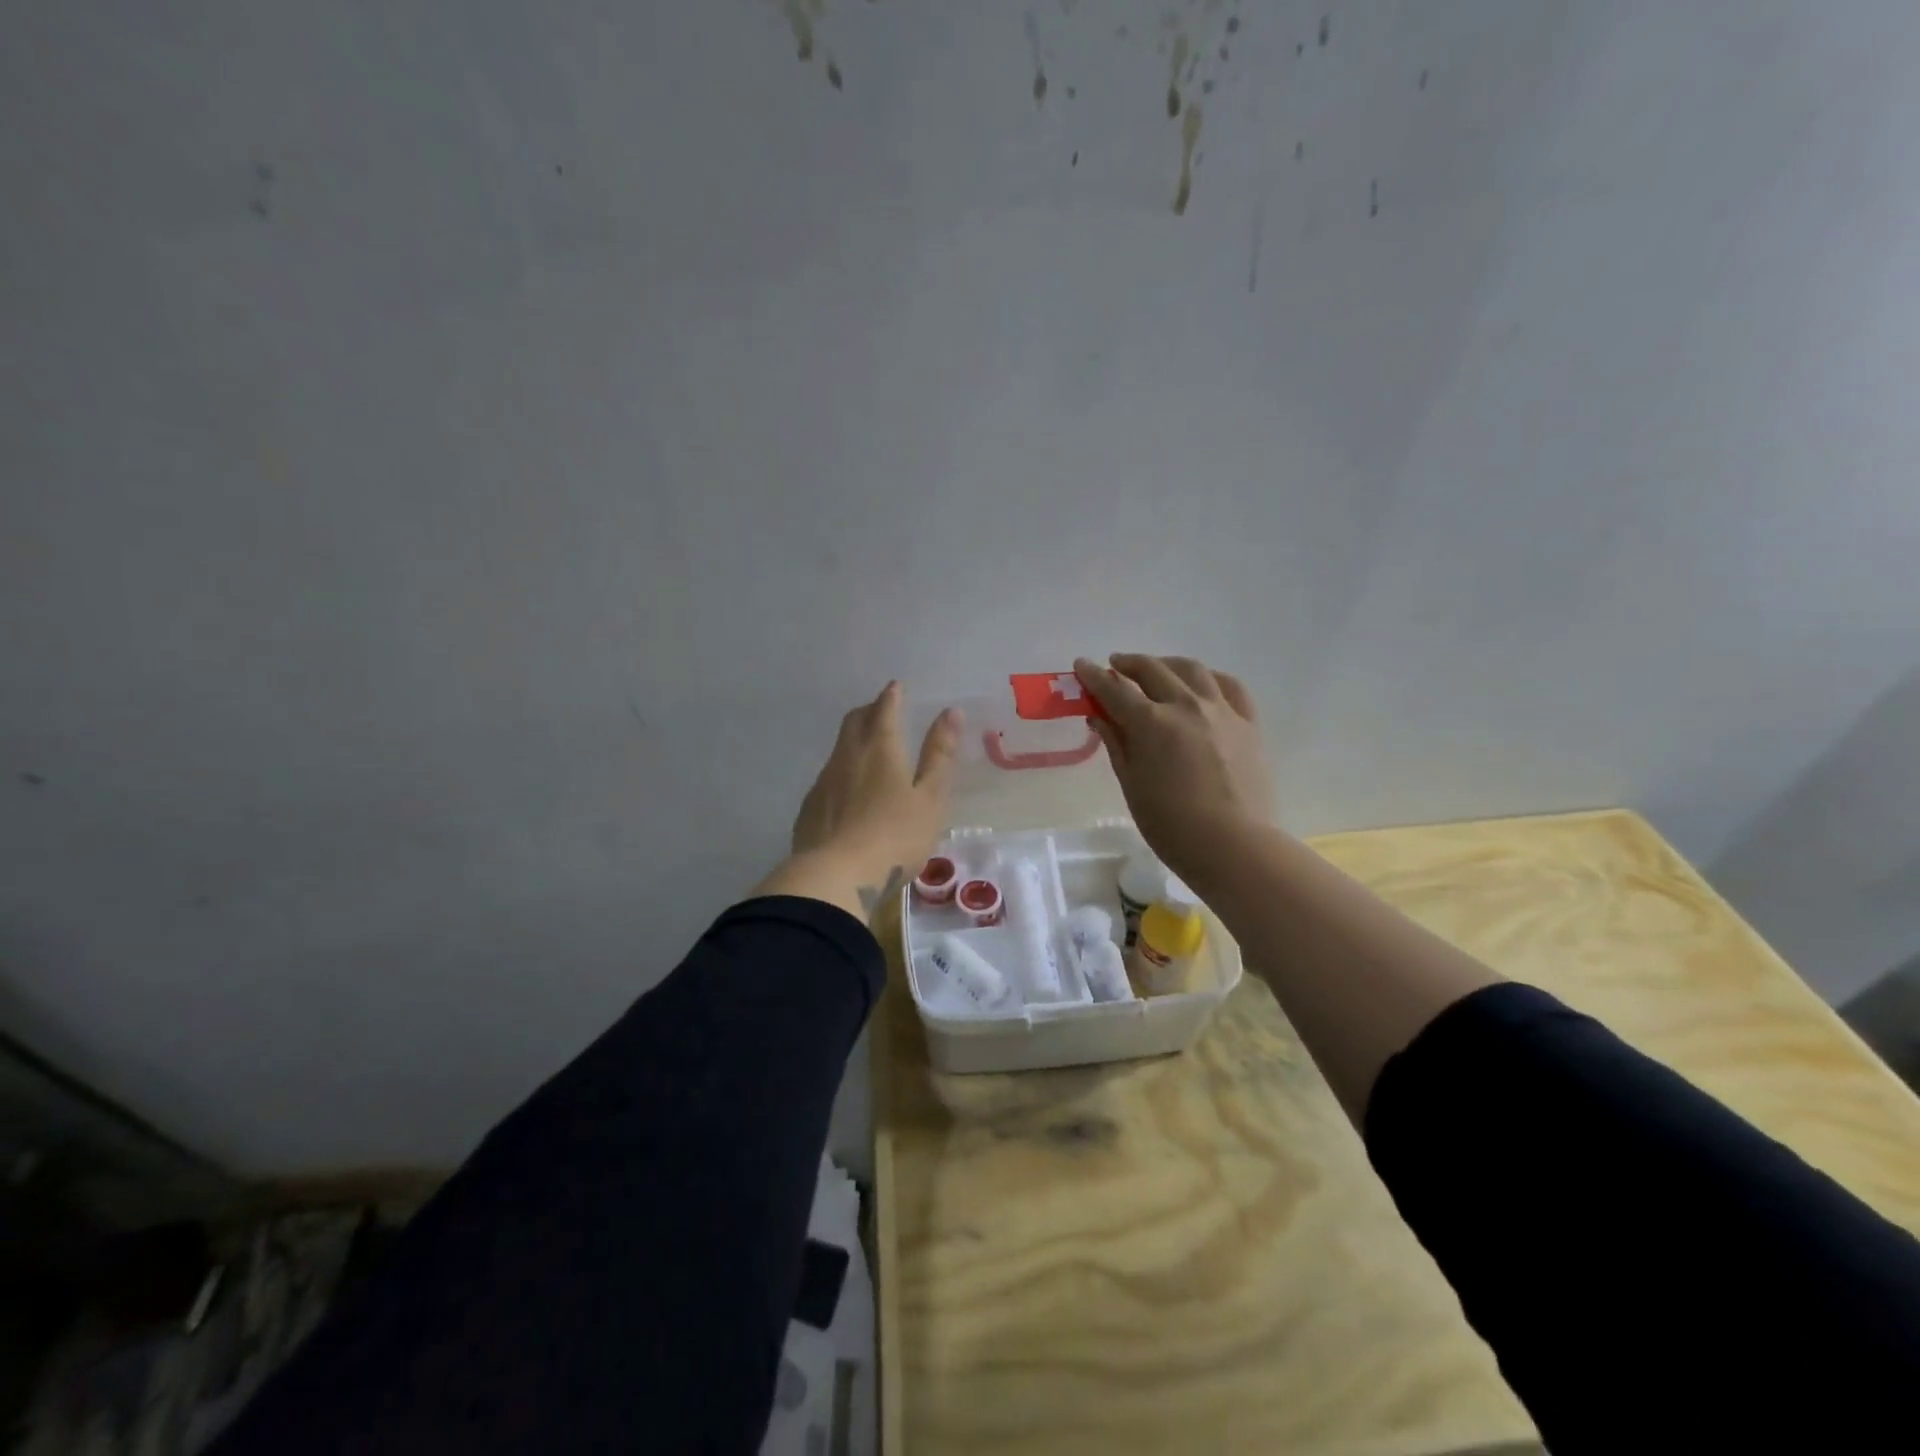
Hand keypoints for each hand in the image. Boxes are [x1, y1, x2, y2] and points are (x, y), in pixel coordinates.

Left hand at [754, 683, 962, 919]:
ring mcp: (823, 783)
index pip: (884, 710)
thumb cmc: (895, 837)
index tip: (896, 687)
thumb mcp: (930, 797)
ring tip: (867, 748)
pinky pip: (828, 778)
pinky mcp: (809, 809)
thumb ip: (940, 755)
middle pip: (854, 722)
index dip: (892, 696)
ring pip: (839, 749)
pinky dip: (842, 772)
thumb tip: (951, 712)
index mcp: (880, 749)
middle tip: (881, 710)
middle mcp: (847, 757)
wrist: (835, 877)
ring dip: (854, 740)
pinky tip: (847, 792)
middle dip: (869, 710)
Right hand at [1074, 654, 1273, 882]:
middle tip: (1115, 666)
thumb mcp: (1132, 784)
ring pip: (1191, 669)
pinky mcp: (1247, 723)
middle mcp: (1185, 705)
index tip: (1081, 665)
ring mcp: (1221, 710)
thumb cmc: (1171, 824)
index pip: (1114, 689)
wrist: (1233, 845)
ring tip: (1156, 669)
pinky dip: (1209, 678)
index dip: (1093, 676)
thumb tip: (1099, 717)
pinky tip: (1202, 683)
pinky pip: (1229, 686)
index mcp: (1151, 722)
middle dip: (1128, 664)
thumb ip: (1117, 744)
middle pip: (1152, 670)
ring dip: (1167, 664)